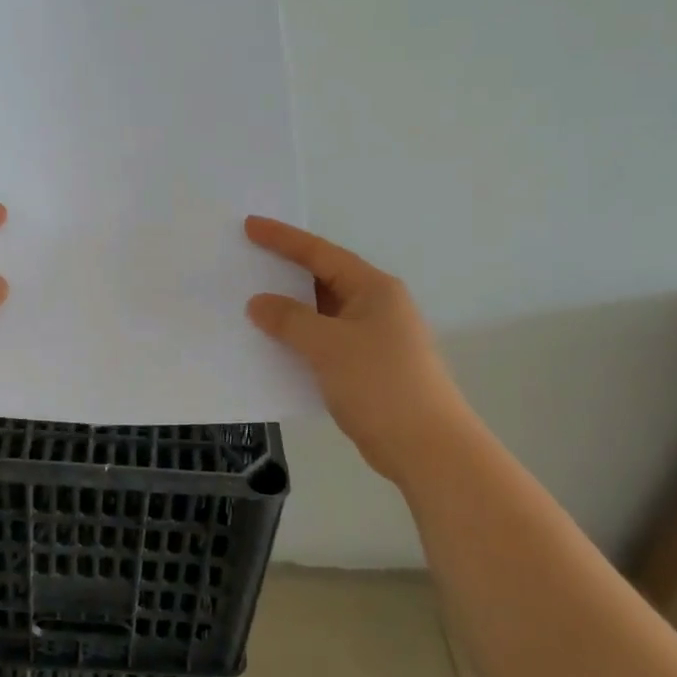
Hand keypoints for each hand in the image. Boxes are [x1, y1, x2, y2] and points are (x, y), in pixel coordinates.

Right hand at [244, 216, 469, 488]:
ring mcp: (376, 339)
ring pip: (323, 314)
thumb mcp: (328, 346)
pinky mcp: (370, 369)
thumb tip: (259, 303)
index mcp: (374, 289)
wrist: (428, 450)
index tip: (250, 226)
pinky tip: (275, 347)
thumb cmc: (380, 384)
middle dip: (285, 272)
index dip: (283, 239)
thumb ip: (289, 319)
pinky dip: (301, 340)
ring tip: (252, 303)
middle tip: (247, 262)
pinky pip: (326, 342)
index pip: (321, 253)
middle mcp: (377, 307)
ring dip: (291, 311)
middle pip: (324, 280)